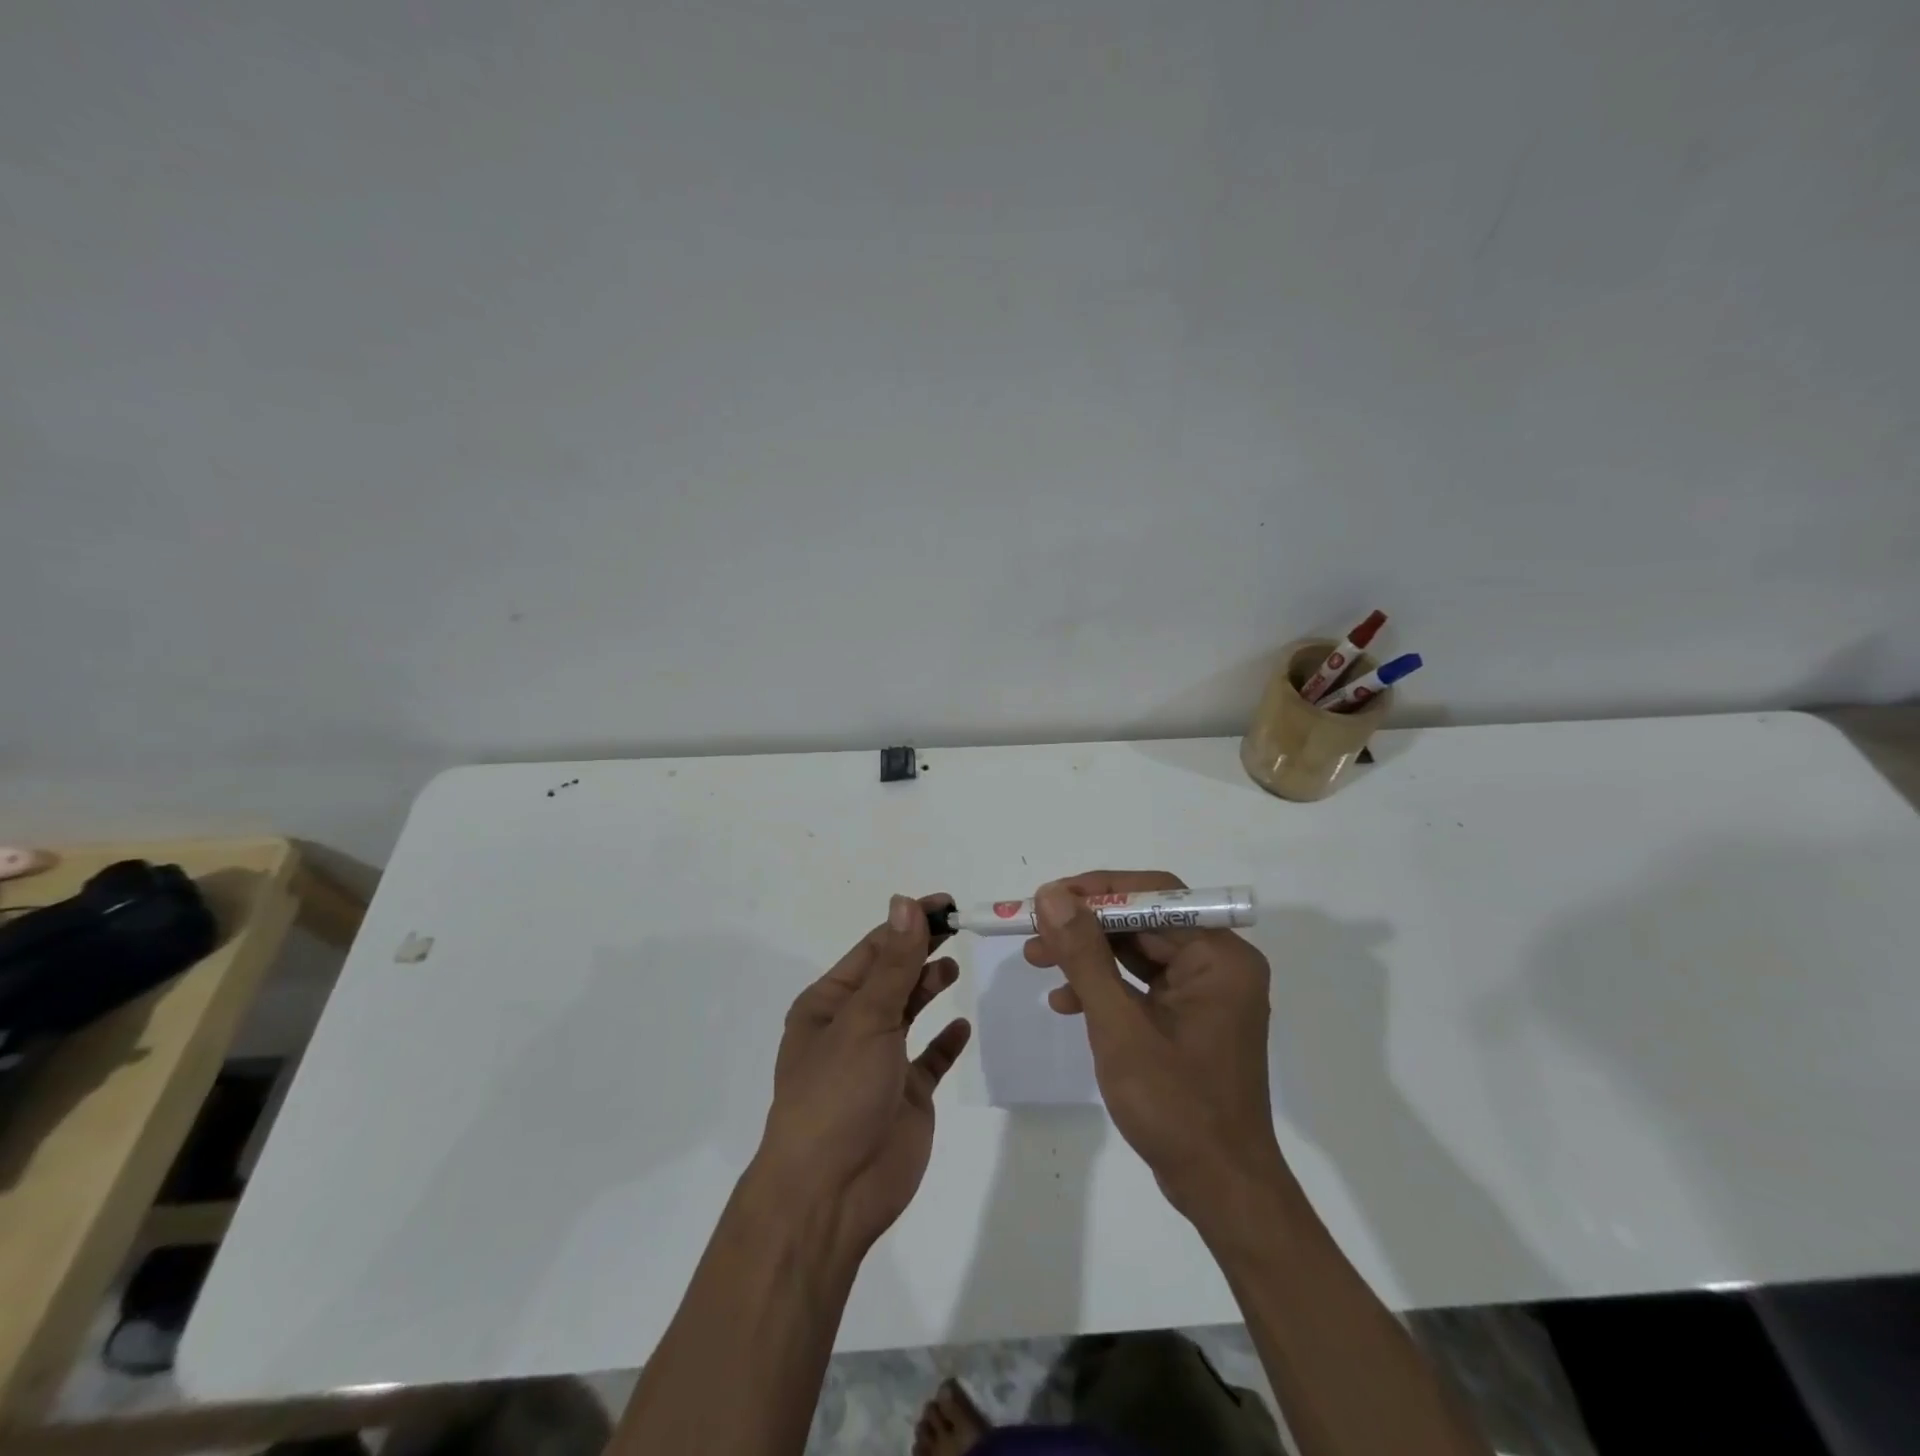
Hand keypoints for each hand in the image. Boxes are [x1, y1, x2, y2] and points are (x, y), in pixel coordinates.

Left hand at [758, 894, 971, 1253]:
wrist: (832, 1192)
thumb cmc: (838, 1092)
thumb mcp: (865, 1017)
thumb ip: (894, 963)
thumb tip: (905, 904)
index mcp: (828, 1004)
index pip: (874, 949)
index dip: (908, 923)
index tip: (944, 903)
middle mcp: (851, 1028)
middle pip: (892, 977)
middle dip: (921, 950)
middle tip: (960, 926)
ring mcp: (879, 1063)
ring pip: (908, 1012)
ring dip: (928, 987)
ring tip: (953, 967)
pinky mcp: (906, 1096)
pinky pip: (929, 1059)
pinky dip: (944, 1041)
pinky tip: (961, 1025)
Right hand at [1026, 872, 1286, 1222]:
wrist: (1220, 1190)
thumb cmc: (1175, 1107)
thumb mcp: (1119, 1026)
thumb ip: (1085, 956)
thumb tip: (1051, 895)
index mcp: (1220, 956)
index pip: (1155, 896)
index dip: (1096, 890)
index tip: (1046, 898)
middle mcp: (1219, 964)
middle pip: (1143, 921)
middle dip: (1085, 926)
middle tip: (1032, 930)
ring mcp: (1205, 992)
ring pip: (1137, 951)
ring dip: (1087, 955)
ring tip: (1035, 959)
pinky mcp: (1190, 1017)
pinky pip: (1142, 983)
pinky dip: (1104, 986)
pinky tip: (1065, 1002)